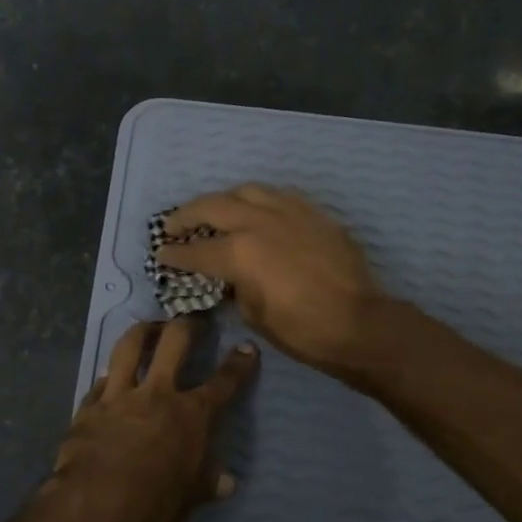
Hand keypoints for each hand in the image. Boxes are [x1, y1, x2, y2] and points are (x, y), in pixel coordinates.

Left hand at [42, 318, 258, 521]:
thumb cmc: (154, 504)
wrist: (95, 505)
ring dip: (142, 331)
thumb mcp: (190, 497)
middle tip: (192, 319)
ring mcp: (120, 395)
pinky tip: (109, 377)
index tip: (246, 347)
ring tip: (148, 326)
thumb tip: (228, 481)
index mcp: (191, 415)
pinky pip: (100, 381)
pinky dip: (109, 376)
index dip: (238, 364)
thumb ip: (207, 482)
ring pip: (130, 346)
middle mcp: (157, 393)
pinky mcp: (89, 405)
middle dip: (187, 325)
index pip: (222, 383)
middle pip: (174, 343)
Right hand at [157, 185, 383, 374]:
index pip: (196, 250)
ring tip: (216, 211)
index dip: (174, 254)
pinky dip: (258, 201)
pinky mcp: (314, 213)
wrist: (360, 323)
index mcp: (239, 252)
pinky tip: (257, 211)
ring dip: (223, 200)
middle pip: (212, 206)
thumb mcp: (254, 314)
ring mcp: (289, 212)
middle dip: (187, 215)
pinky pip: (278, 196)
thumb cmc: (302, 330)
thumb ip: (235, 287)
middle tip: (174, 225)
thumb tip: (231, 276)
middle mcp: (259, 222)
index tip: (161, 254)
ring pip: (246, 191)